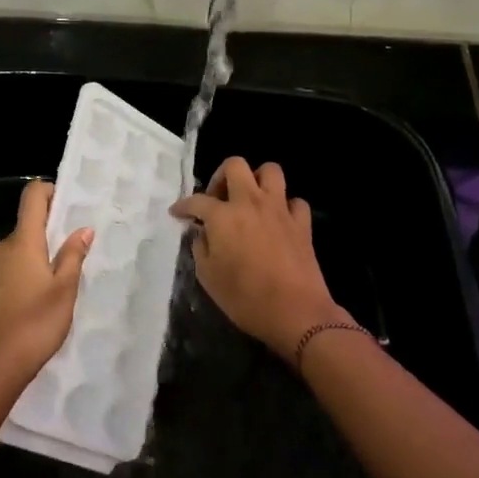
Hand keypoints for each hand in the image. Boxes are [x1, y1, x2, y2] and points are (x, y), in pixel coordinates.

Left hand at [0, 179, 93, 390]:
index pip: (32, 197)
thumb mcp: (65, 291)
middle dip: (40, 244)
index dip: (48, 192)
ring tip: (37, 297)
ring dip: (22, 266)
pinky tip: (14, 311)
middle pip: (22, 233)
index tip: (63, 206)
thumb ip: (73, 256)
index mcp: (22, 243)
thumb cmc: (36, 325)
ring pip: (7, 257)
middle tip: (59, 271)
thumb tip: (82, 229)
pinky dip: (5, 284)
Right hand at [171, 157, 344, 358]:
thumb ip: (201, 248)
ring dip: (257, 180)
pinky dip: (285, 206)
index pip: (196, 200)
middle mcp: (250, 202)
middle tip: (217, 199)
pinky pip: (294, 201)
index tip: (177, 213)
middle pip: (235, 165)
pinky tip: (278, 221)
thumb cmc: (245, 298)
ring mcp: (279, 209)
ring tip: (249, 200)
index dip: (183, 206)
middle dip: (221, 176)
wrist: (295, 312)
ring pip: (270, 171)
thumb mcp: (208, 277)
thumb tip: (203, 234)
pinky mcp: (302, 223)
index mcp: (223, 216)